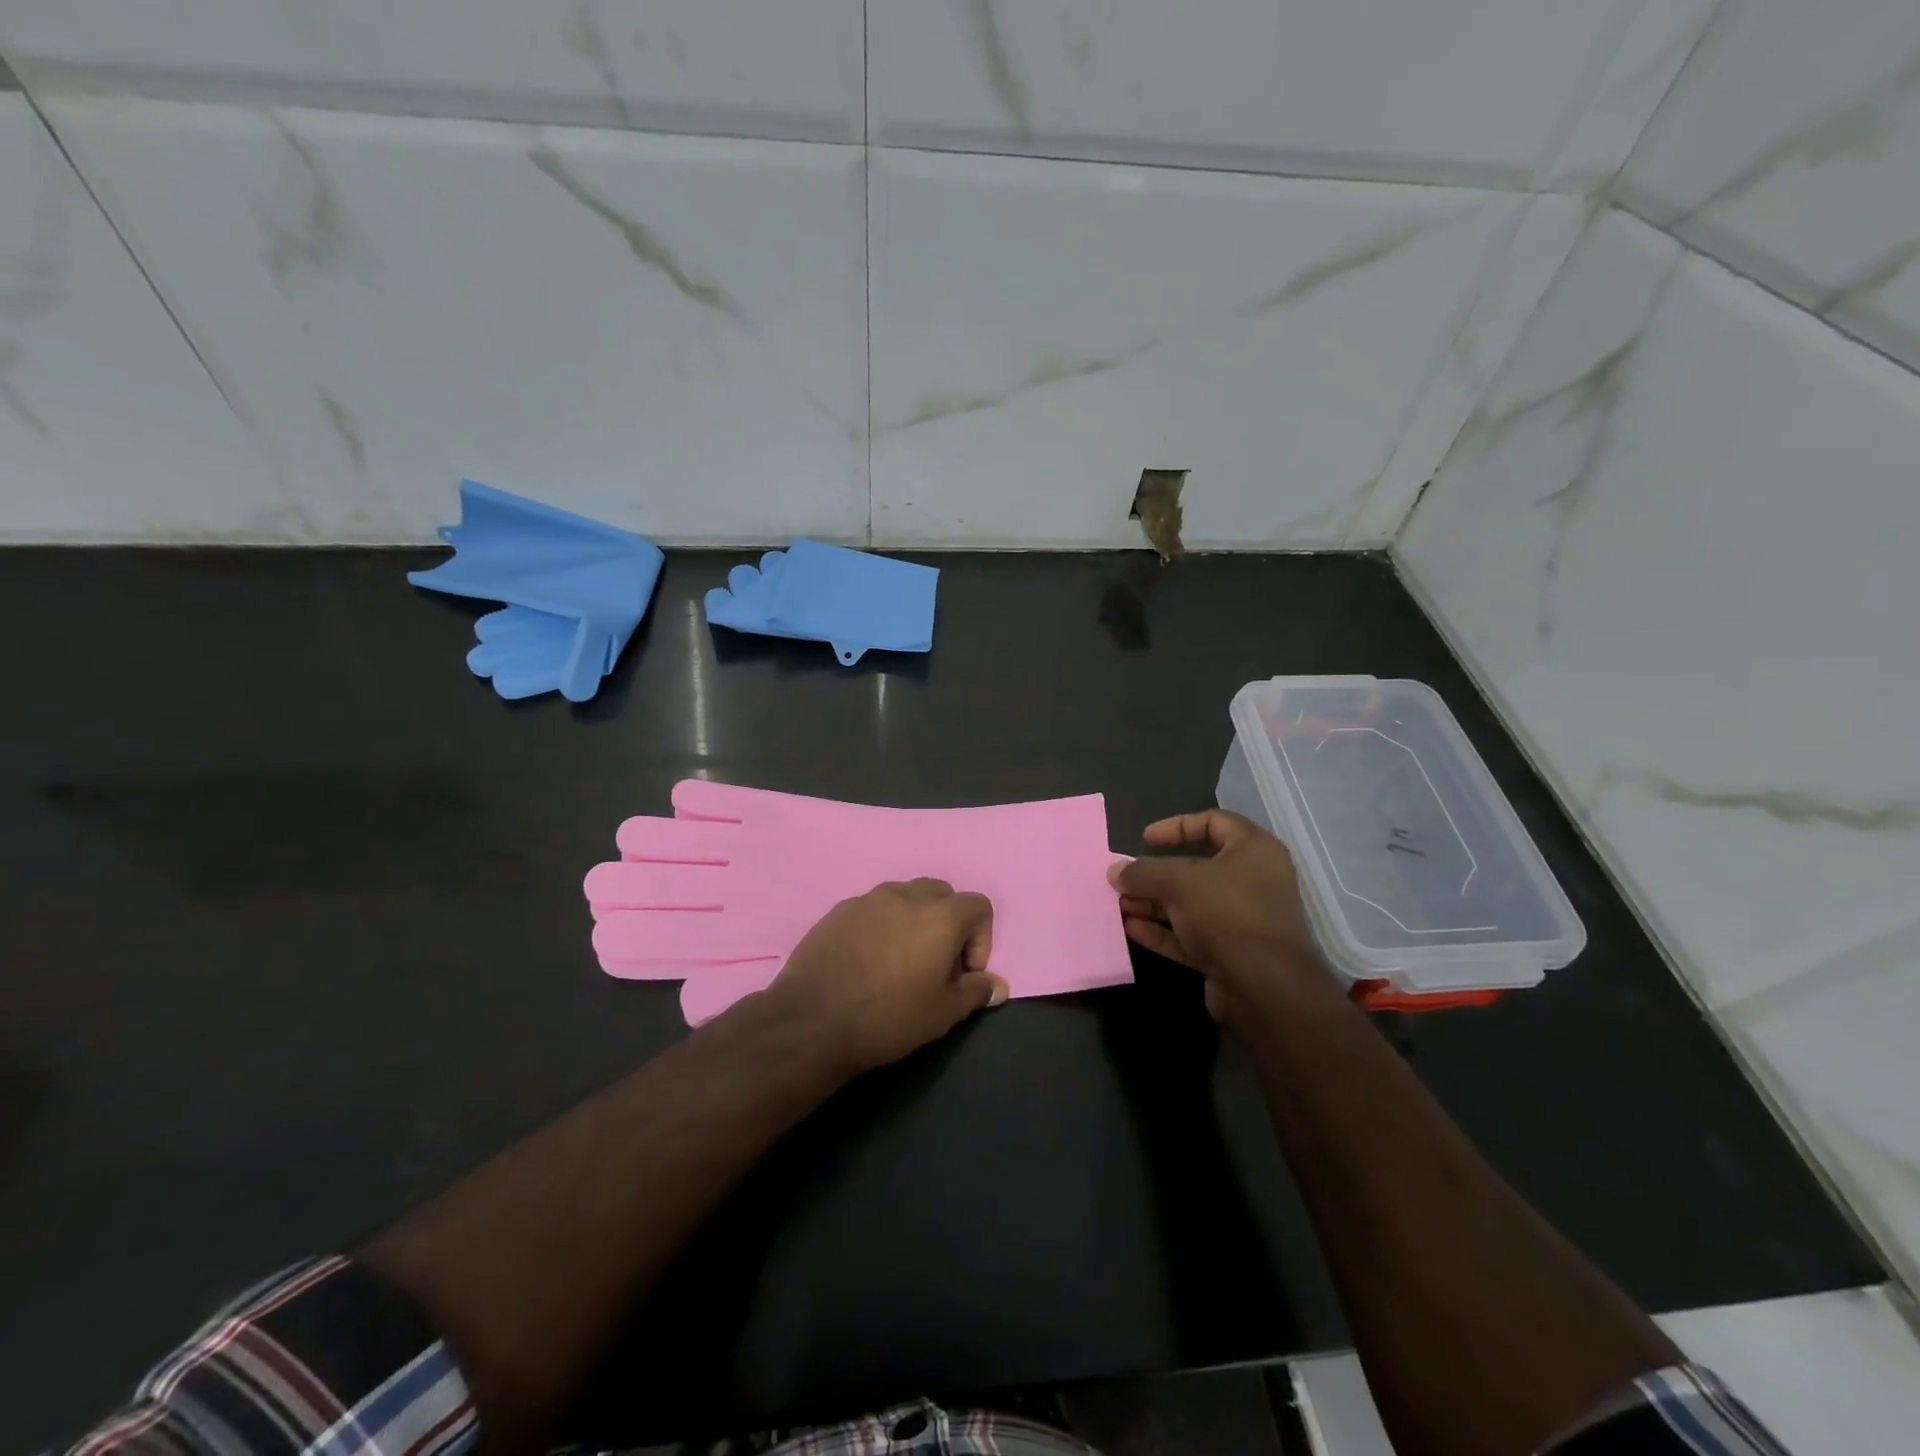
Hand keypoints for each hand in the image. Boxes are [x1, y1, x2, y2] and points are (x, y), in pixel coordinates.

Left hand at [759, 879, 1008, 1074]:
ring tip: (900, 961)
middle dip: (948, 922)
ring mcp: (869, 899)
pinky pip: (873, 908)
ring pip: (905, 896)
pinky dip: (882, 925)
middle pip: (942, 893)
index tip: (964, 973)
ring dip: (914, 920)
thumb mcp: (943, 1013)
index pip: (979, 905)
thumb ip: (976, 992)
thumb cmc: (889, 1017)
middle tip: (935, 963)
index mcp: (940, 915)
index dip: (981, 939)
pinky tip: (868, 960)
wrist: (813, 1021)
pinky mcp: (839, 910)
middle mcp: (906, 895)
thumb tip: (998, 985)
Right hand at [1109, 810, 1331, 1029]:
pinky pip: (1191, 934)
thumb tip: (1115, 870)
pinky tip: (1131, 929)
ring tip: (1119, 905)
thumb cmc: (1227, 913)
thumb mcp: (1179, 881)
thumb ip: (1144, 872)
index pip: (1214, 822)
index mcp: (1253, 850)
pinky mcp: (1230, 953)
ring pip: (1190, 904)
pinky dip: (1162, 930)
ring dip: (1154, 903)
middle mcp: (1252, 881)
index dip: (1177, 826)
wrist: (1265, 987)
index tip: (1145, 839)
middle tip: (1124, 878)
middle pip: (1196, 868)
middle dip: (1156, 873)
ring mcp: (1242, 920)